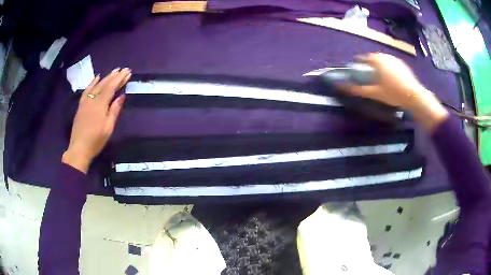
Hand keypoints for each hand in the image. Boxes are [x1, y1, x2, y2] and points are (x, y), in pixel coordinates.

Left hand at [62, 68, 130, 172]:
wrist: (79, 148)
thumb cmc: (96, 140)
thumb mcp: (108, 127)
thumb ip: (114, 110)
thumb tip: (122, 96)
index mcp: (100, 104)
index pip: (111, 87)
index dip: (120, 79)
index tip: (128, 72)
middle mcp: (92, 99)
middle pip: (104, 84)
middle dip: (115, 76)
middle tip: (123, 69)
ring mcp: (85, 101)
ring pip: (96, 85)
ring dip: (105, 77)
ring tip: (113, 71)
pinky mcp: (81, 105)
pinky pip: (87, 90)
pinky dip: (92, 82)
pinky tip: (96, 78)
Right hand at [340, 53, 447, 130]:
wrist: (414, 95)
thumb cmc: (393, 93)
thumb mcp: (375, 93)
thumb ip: (359, 90)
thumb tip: (342, 87)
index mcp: (377, 60)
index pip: (364, 58)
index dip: (359, 62)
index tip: (356, 66)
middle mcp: (385, 56)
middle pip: (373, 57)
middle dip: (369, 63)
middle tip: (368, 72)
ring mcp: (395, 59)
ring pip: (383, 59)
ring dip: (379, 64)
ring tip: (379, 74)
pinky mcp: (402, 64)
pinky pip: (391, 62)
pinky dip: (388, 66)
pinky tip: (390, 76)